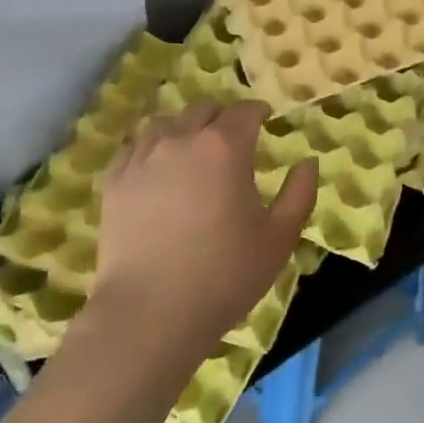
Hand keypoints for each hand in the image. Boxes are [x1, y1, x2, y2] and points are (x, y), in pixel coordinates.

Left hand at [89, 100, 316, 367]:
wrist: (150, 313)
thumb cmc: (224, 275)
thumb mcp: (279, 238)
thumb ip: (300, 193)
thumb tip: (308, 161)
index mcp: (225, 146)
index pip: (245, 110)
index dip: (258, 111)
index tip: (265, 120)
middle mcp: (182, 138)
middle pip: (204, 109)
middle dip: (222, 117)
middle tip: (232, 139)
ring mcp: (142, 157)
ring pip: (166, 122)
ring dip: (184, 128)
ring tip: (192, 151)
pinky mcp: (114, 181)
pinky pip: (134, 147)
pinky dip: (150, 148)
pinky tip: (156, 168)